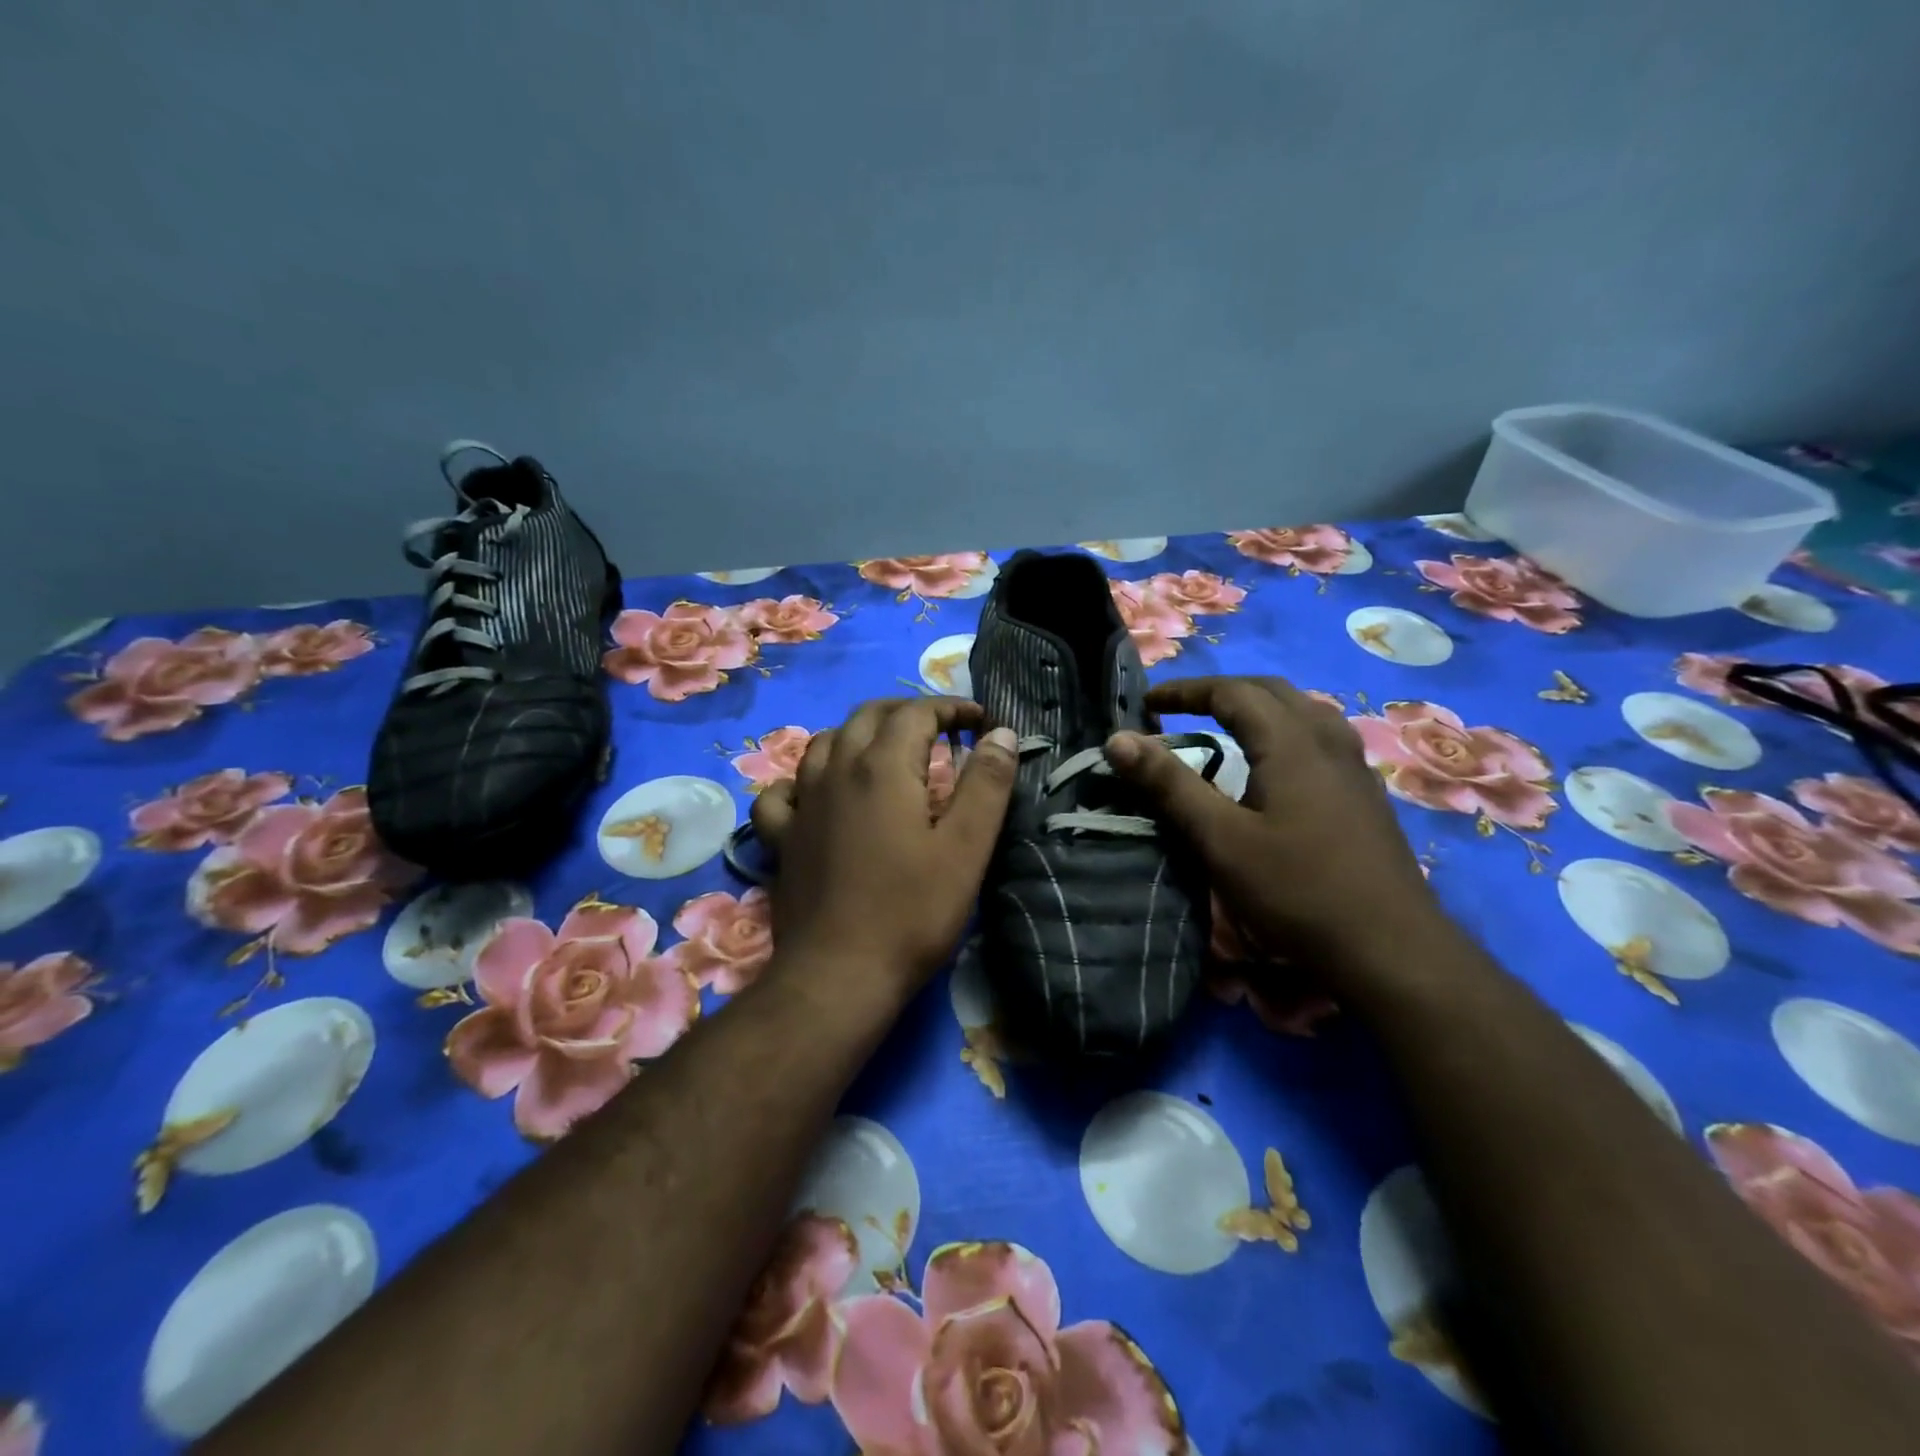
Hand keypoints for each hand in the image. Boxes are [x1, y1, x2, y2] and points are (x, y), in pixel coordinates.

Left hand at [752, 698, 1019, 996]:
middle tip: (940, 728)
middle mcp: (835, 771)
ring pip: (824, 743)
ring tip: (885, 751)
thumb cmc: (911, 912)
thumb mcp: (966, 848)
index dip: (952, 708)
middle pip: (867, 715)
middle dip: (907, 711)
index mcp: (882, 767)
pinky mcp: (781, 838)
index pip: (917, 712)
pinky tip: (816, 795)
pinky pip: (783, 791)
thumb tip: (1002, 733)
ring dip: (859, 734)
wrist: (837, 975)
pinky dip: (803, 780)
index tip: (980, 721)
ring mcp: (801, 803)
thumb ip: (987, 784)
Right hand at [1106, 676, 1440, 964]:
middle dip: (1220, 692)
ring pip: (1303, 711)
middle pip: (1271, 692)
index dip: (1185, 691)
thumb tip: (1118, 739)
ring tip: (1225, 726)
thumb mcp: (1220, 839)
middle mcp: (1327, 741)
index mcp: (1291, 742)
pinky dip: (1285, 731)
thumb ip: (1169, 785)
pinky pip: (1321, 738)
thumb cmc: (1296, 890)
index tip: (1147, 704)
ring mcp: (1354, 767)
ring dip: (1258, 707)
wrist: (1391, 949)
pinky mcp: (1365, 795)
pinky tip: (1277, 766)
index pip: (1232, 692)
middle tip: (1180, 709)